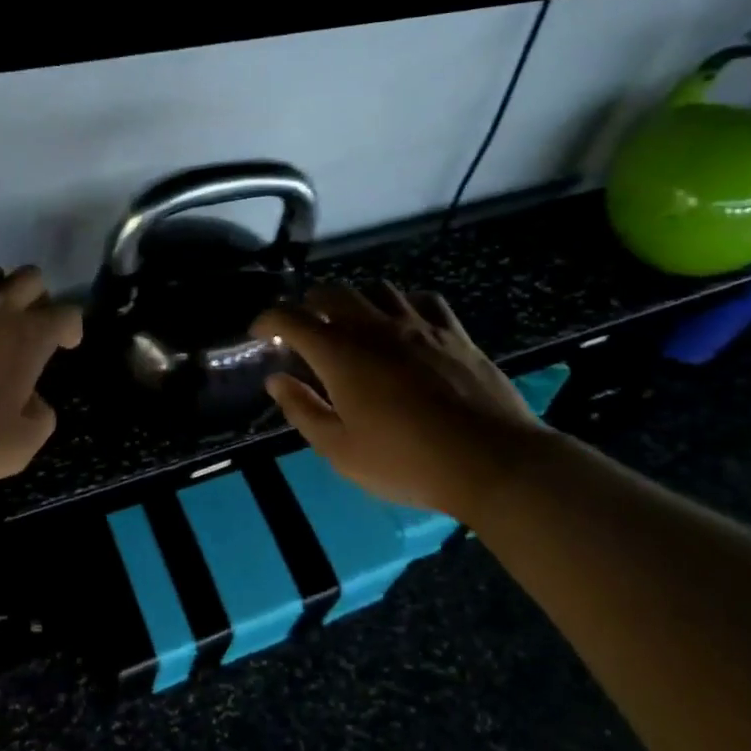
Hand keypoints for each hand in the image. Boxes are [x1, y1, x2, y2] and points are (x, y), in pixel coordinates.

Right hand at [252, 283, 547, 515]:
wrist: (490, 460)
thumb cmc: (405, 461)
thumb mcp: (340, 450)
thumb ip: (303, 410)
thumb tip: (276, 380)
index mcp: (340, 354)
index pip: (291, 318)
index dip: (268, 320)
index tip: (259, 332)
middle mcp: (375, 327)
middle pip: (332, 292)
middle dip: (308, 303)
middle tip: (304, 328)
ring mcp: (418, 324)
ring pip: (377, 288)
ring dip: (355, 299)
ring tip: (353, 322)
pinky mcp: (454, 332)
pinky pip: (423, 299)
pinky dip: (403, 302)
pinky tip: (404, 320)